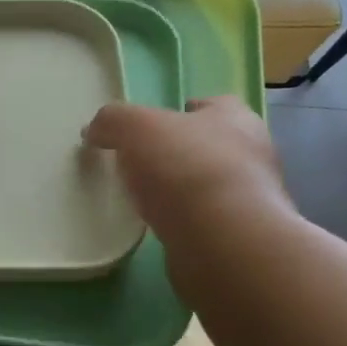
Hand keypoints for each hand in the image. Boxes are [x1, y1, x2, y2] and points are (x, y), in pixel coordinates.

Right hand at [81, 96, 294, 241]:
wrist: (222, 240)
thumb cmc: (185, 167)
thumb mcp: (135, 128)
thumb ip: (112, 121)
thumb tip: (94, 130)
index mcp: (235, 119)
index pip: (215, 105)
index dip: (184, 112)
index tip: (156, 126)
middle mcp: (252, 155)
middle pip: (213, 146)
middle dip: (183, 152)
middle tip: (145, 163)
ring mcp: (250, 199)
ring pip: (211, 186)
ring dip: (185, 191)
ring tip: (148, 199)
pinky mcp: (239, 237)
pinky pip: (207, 222)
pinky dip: (186, 222)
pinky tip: (162, 228)